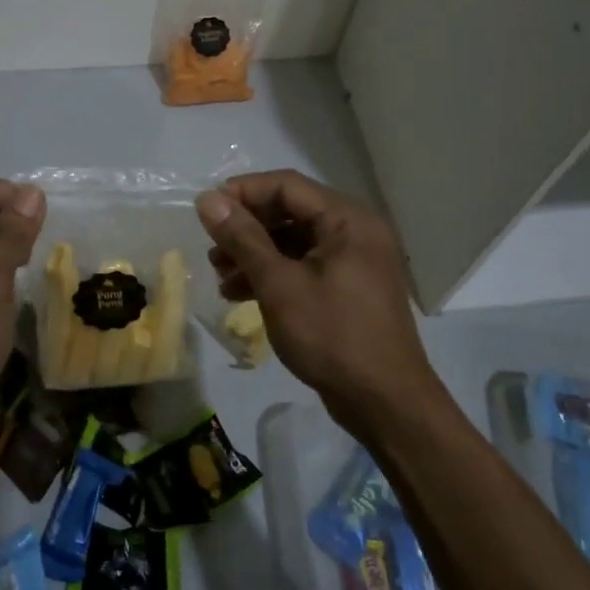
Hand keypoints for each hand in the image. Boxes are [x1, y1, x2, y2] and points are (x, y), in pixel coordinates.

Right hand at [195, 170, 440, 432]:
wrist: (384, 403)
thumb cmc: (332, 336)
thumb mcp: (279, 284)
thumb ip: (243, 238)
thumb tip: (207, 199)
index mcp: (347, 220)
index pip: (286, 186)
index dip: (242, 193)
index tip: (205, 212)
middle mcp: (354, 232)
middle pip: (289, 212)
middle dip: (246, 228)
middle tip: (211, 248)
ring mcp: (353, 262)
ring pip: (293, 242)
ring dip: (254, 254)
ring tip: (219, 275)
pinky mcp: (347, 289)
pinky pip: (303, 267)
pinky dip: (272, 275)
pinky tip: (239, 294)